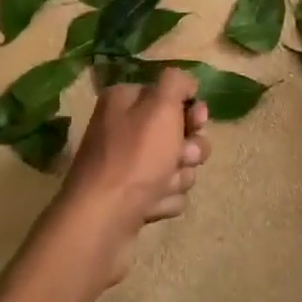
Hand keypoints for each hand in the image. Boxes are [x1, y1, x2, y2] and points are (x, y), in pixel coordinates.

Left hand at [49, 68, 211, 286]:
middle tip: (181, 157)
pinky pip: (165, 192)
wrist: (104, 219)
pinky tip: (151, 205)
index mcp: (125, 101)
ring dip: (179, 176)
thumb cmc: (135, 157)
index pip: (170, 94)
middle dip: (189, 148)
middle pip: (178, 132)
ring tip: (162, 187)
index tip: (197, 121)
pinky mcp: (131, 197)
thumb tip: (186, 84)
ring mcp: (127, 165)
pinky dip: (165, 199)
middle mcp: (123, 129)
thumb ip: (176, 82)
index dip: (190, 109)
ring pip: (177, 165)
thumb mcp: (160, 106)